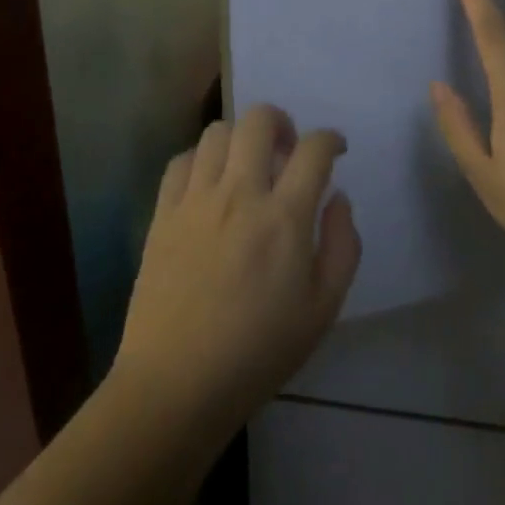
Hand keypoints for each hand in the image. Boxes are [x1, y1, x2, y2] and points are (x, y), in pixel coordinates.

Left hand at [113, 105, 361, 433]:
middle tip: (287, 150)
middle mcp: (239, 194)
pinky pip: (181, 160)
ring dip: (241, 139)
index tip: (335, 150)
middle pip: (260, 120)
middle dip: (282, 122)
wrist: (177, 384)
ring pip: (217, 132)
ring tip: (247, 166)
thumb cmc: (260, 352)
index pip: (313, 149)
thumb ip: (343, 245)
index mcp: (284, 218)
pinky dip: (201, 159)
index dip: (331, 140)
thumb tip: (338, 197)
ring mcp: (195, 200)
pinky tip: (209, 184)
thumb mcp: (324, 309)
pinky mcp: (162, 213)